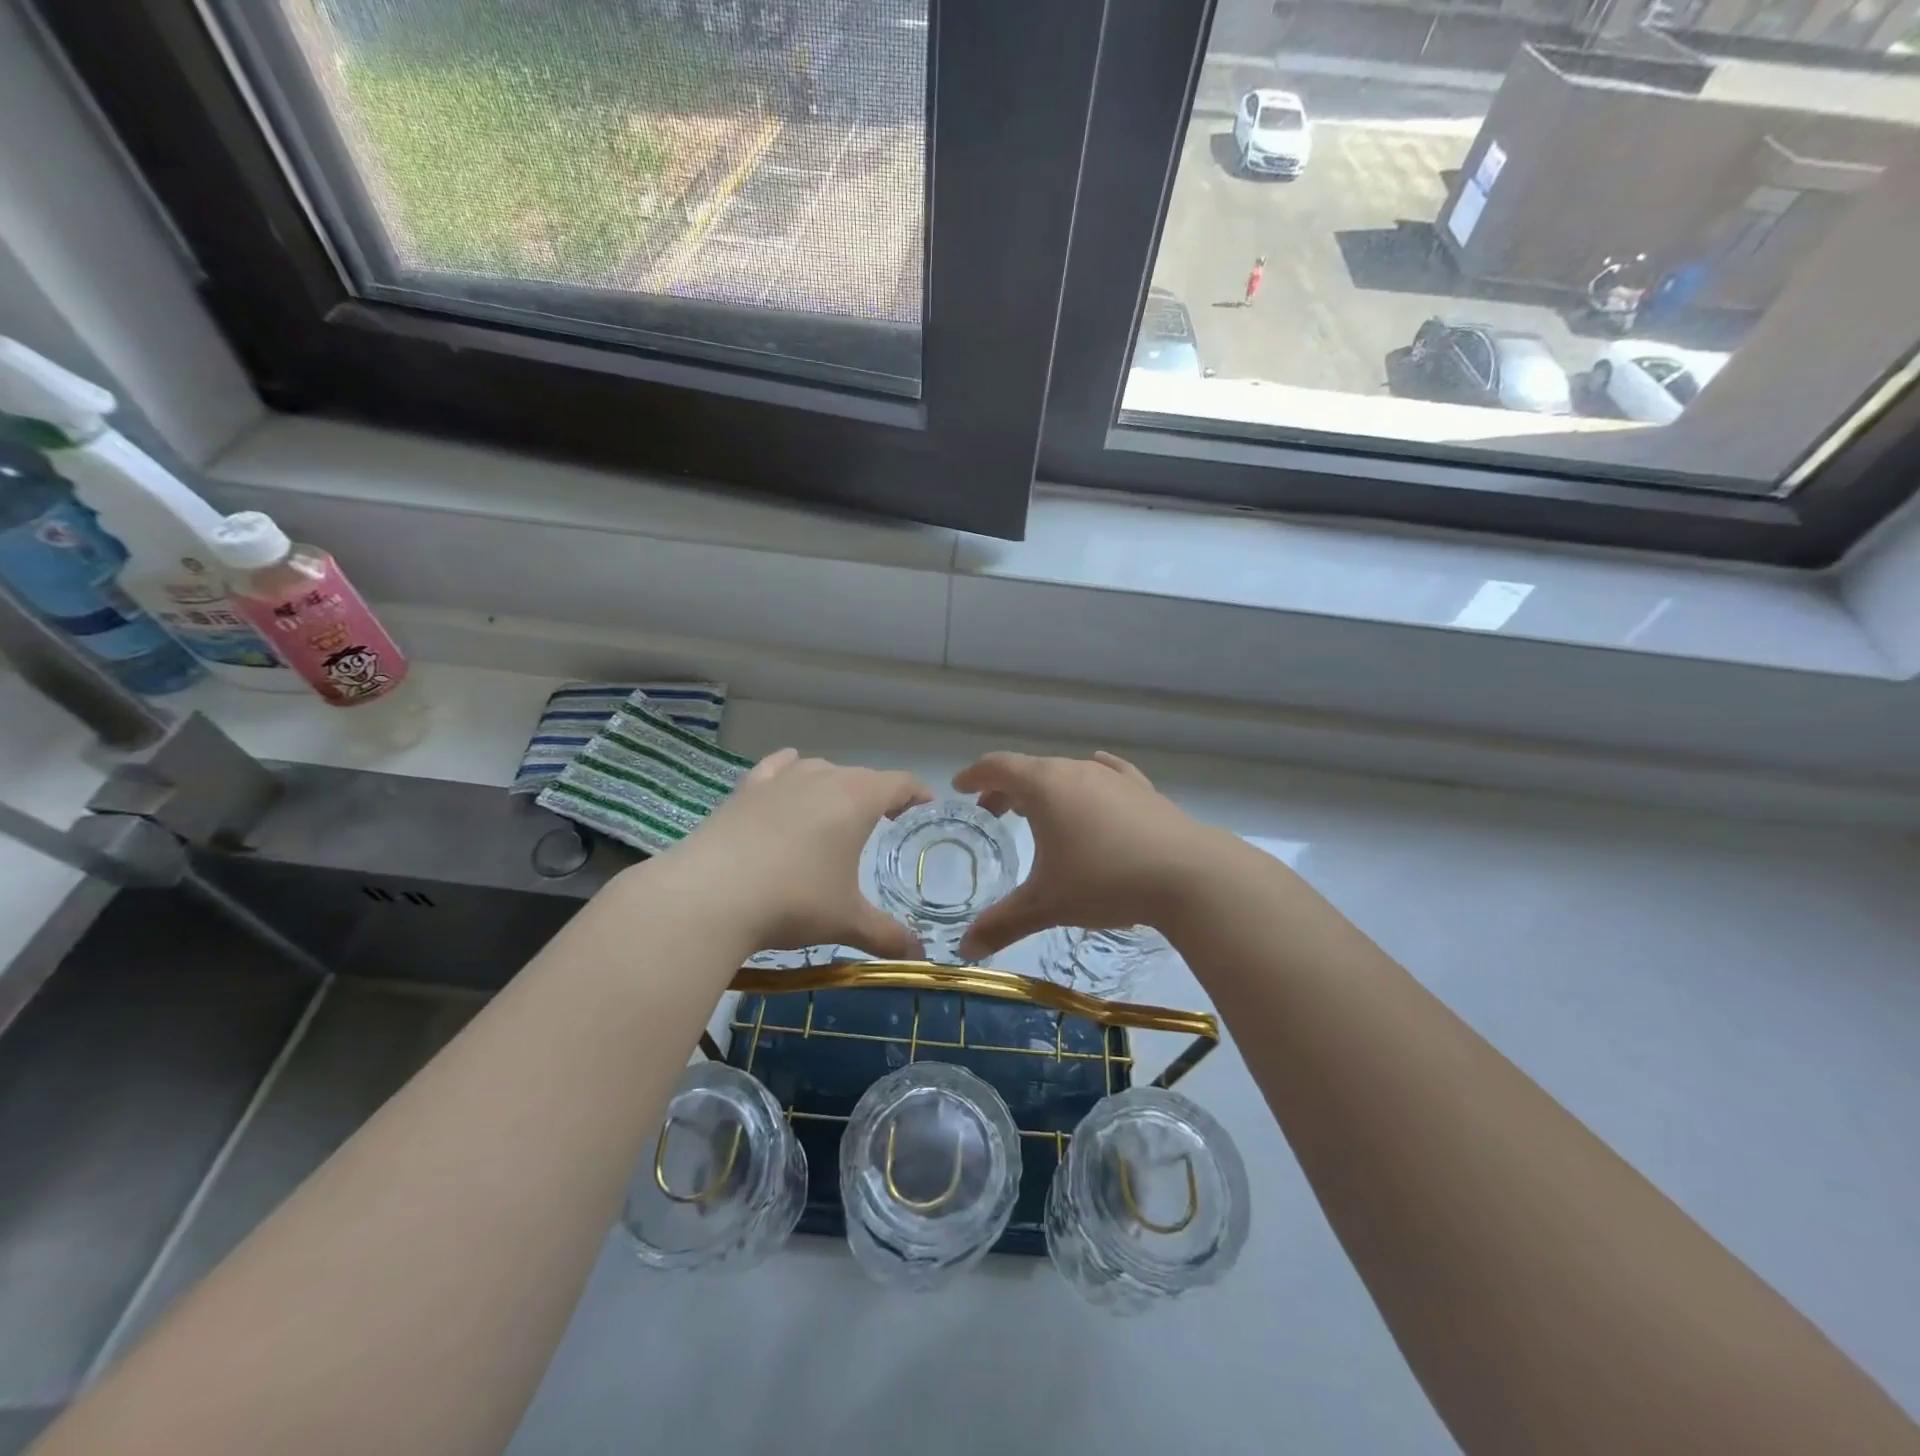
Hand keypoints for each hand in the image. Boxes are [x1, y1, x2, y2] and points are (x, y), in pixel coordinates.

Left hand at [663, 748, 932, 958]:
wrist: (710, 895)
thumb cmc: (793, 901)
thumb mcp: (846, 922)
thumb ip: (886, 936)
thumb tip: (918, 957)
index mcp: (857, 800)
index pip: (899, 783)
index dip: (916, 792)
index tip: (925, 804)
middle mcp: (822, 778)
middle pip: (861, 775)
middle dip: (878, 793)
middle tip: (886, 818)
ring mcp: (780, 780)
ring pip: (819, 768)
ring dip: (835, 783)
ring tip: (837, 807)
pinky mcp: (746, 789)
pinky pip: (776, 767)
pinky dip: (789, 768)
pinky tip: (788, 775)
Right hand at [953, 750, 1217, 959]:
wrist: (1188, 875)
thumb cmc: (1105, 880)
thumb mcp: (1047, 905)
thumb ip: (1002, 923)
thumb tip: (964, 949)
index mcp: (1044, 787)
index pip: (998, 767)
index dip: (974, 775)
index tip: (959, 787)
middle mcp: (1075, 771)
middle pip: (1030, 768)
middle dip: (1006, 787)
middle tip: (992, 811)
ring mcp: (1113, 778)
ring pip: (1067, 773)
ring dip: (1044, 788)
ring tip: (1037, 811)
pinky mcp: (1142, 790)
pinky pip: (1107, 775)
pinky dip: (1089, 779)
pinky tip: (1096, 776)